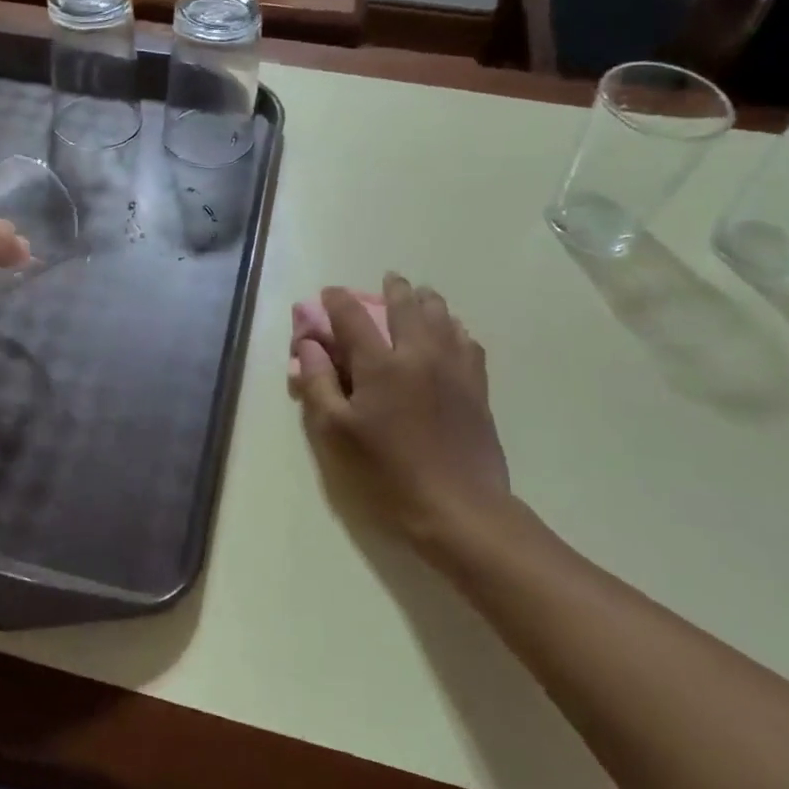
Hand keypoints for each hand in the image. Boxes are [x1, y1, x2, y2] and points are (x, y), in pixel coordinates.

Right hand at [290, 273, 512, 556]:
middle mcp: (419, 354)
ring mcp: (454, 368)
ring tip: (420, 297)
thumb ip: (318, 383)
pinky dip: (454, 328)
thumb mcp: (335, 432)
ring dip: (427, 301)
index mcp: (380, 364)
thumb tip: (310, 345)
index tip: (329, 294)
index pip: (353, 316)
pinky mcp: (478, 387)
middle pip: (407, 304)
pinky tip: (451, 334)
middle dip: (393, 288)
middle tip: (387, 280)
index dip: (337, 300)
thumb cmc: (386, 472)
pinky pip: (468, 341)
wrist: (458, 507)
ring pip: (443, 316)